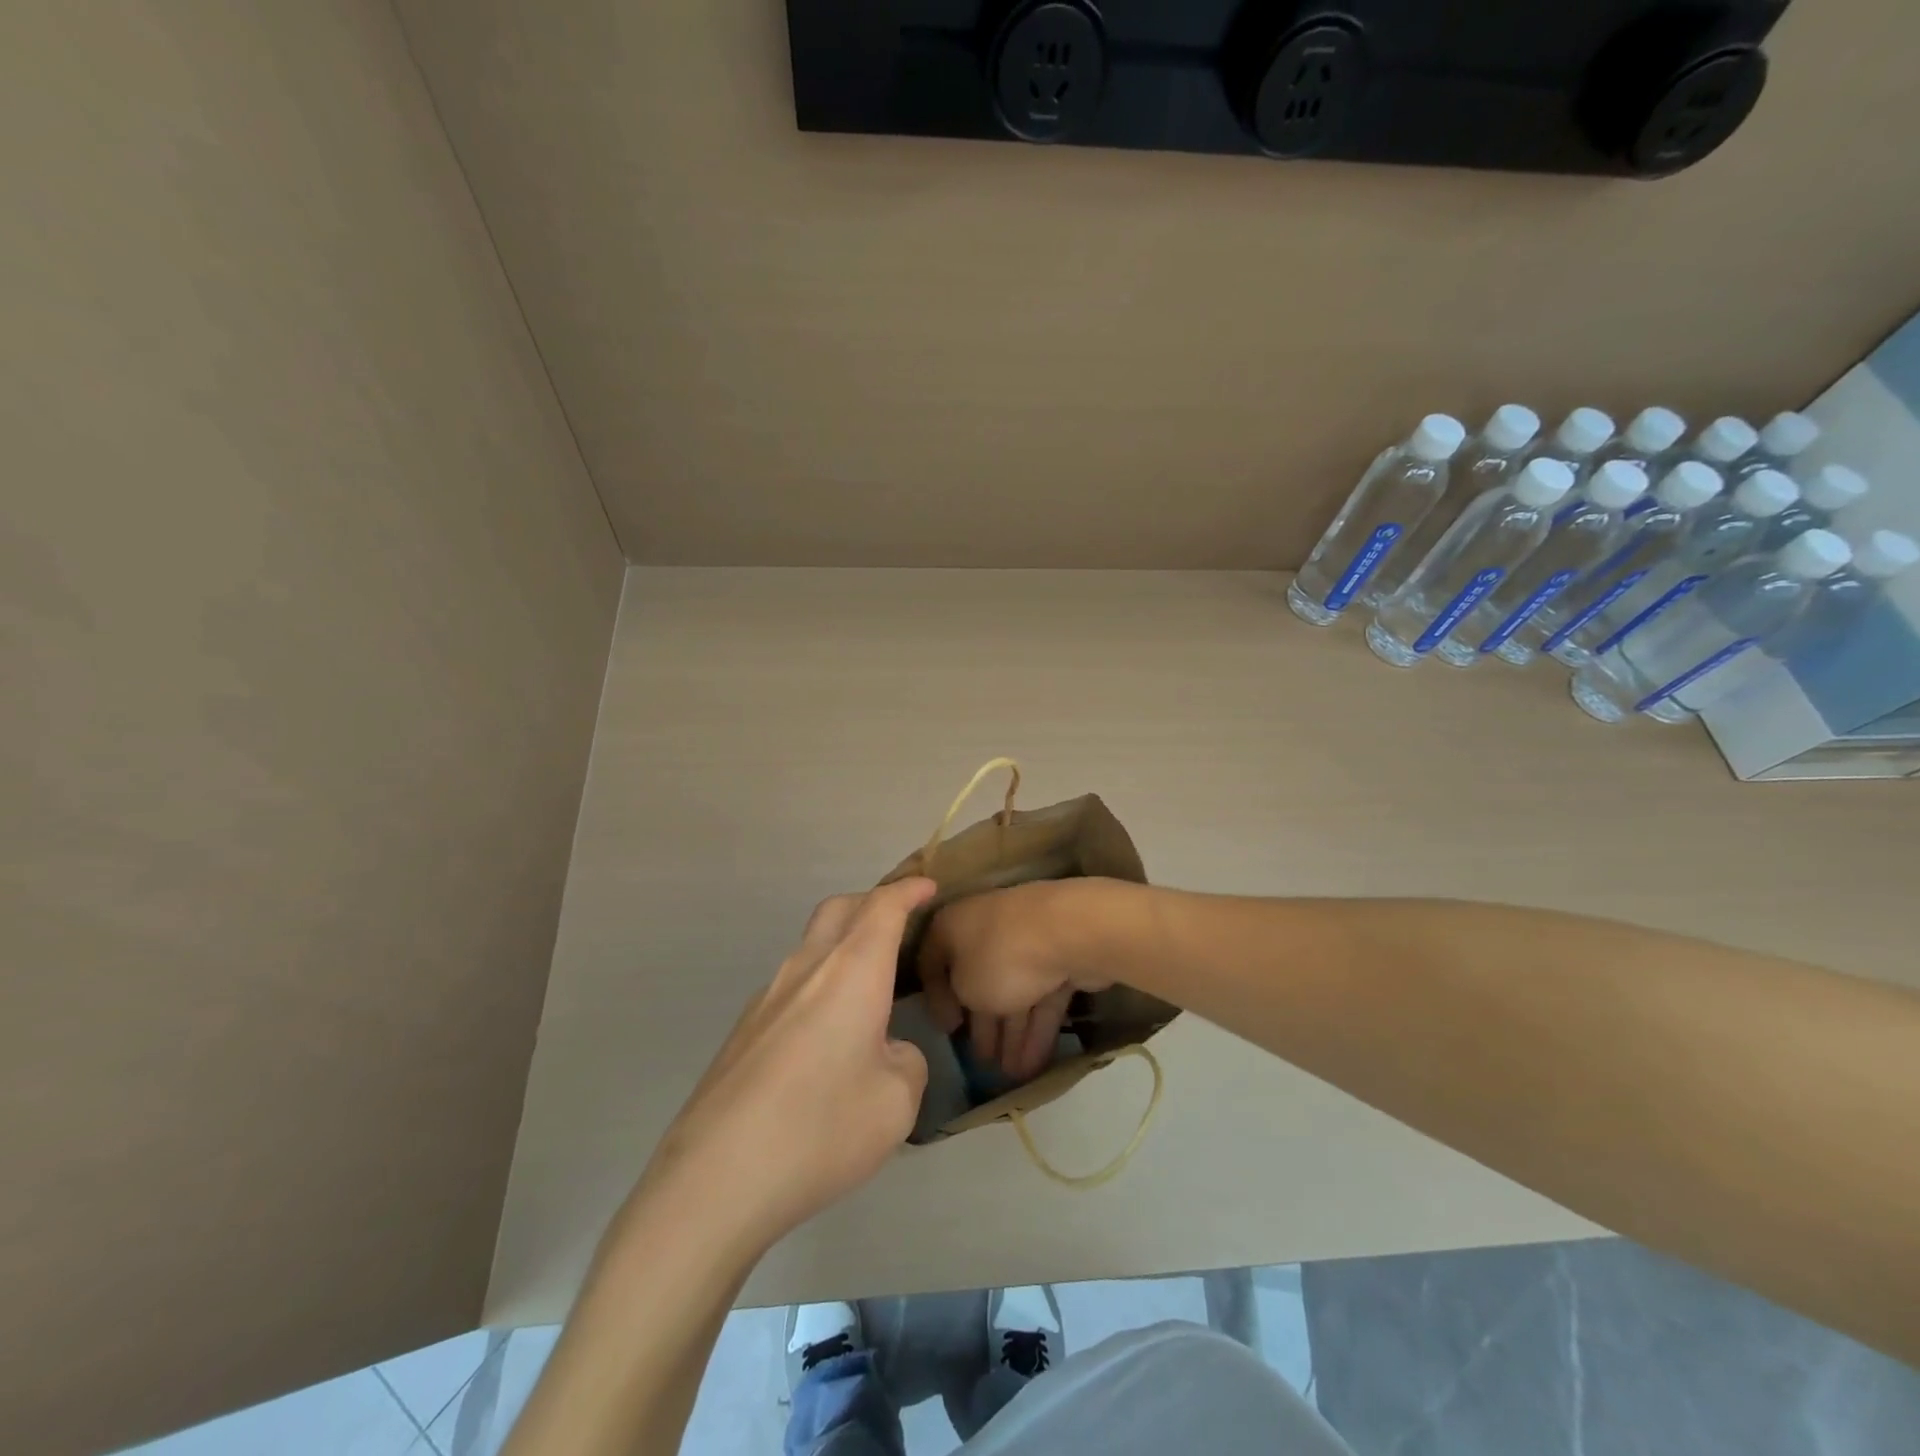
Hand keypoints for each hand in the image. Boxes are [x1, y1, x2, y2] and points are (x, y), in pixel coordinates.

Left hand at [635, 878, 937, 1256]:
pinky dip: (820, 984)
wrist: (714, 1180)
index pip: (883, 907)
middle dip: (872, 902)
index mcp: (851, 972)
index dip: (908, 891)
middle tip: (899, 921)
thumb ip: (906, 1062)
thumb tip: (886, 1051)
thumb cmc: (820, 1130)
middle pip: (839, 909)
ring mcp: (767, 997)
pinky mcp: (744, 1030)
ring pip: (811, 946)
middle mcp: (806, 969)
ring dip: (843, 945)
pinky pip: (792, 986)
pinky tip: (827, 1037)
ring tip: (868, 987)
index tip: (928, 886)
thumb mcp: (897, 1103)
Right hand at [917, 879, 1118, 1082]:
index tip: (947, 1031)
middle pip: (978, 980)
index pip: (932, 962)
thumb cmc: (1000, 957)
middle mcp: (984, 927)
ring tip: (1011, 1075)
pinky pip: (1040, 998)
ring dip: (1011, 1035)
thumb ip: (958, 998)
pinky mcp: (1058, 959)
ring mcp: (1024, 941)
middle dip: (982, 1024)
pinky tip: (1033, 1065)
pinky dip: (1036, 1029)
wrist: (1069, 933)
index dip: (936, 999)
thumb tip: (969, 1001)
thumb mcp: (963, 987)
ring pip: (1012, 992)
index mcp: (952, 925)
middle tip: (982, 1062)